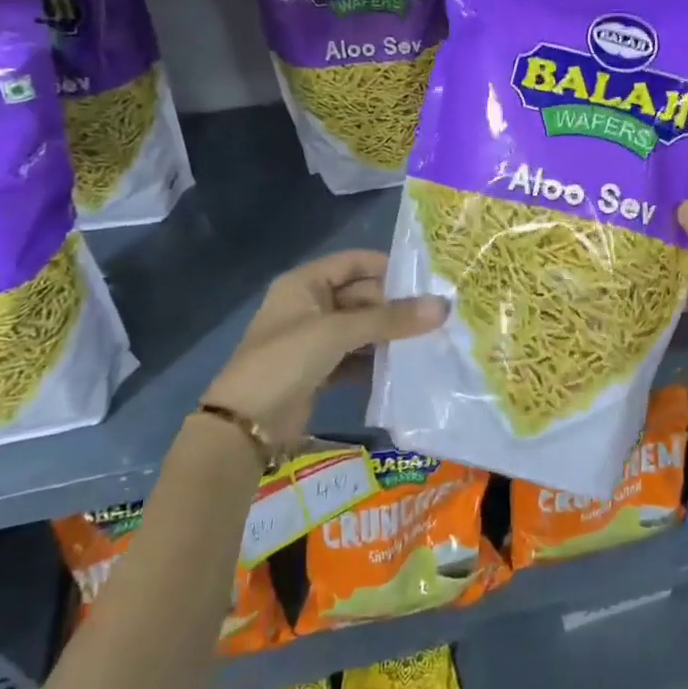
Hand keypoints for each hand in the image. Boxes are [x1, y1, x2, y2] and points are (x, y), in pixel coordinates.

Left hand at [204, 250, 446, 444]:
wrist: (244, 426)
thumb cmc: (286, 361)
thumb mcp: (338, 332)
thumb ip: (390, 319)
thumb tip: (443, 306)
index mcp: (305, 283)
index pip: (354, 262)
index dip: (388, 267)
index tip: (428, 278)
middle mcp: (310, 305)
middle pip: (361, 295)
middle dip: (395, 305)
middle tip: (438, 314)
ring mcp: (314, 340)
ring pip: (361, 328)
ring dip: (389, 334)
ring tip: (431, 338)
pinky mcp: (319, 370)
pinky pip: (356, 356)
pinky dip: (377, 360)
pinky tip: (407, 365)